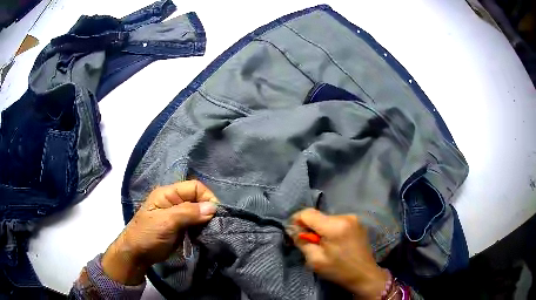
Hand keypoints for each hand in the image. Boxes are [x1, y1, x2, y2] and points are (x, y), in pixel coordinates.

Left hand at [102, 180, 217, 284]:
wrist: (137, 254)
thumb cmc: (147, 235)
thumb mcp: (166, 222)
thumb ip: (188, 212)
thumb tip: (213, 207)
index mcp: (168, 193)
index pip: (194, 187)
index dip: (207, 197)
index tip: (215, 214)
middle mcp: (174, 201)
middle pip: (198, 199)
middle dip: (207, 210)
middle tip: (214, 225)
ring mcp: (178, 215)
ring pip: (199, 212)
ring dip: (206, 221)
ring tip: (210, 231)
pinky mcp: (181, 227)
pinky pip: (196, 224)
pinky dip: (202, 228)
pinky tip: (204, 235)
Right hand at [290, 208, 389, 298]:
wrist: (364, 274)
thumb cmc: (339, 270)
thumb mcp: (315, 260)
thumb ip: (302, 242)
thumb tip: (292, 229)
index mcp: (335, 226)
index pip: (308, 213)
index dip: (296, 220)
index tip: (294, 233)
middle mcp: (345, 217)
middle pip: (318, 216)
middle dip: (309, 227)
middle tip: (309, 244)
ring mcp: (353, 218)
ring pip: (326, 218)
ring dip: (320, 229)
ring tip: (323, 245)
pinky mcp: (357, 222)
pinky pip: (336, 221)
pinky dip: (330, 229)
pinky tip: (334, 243)